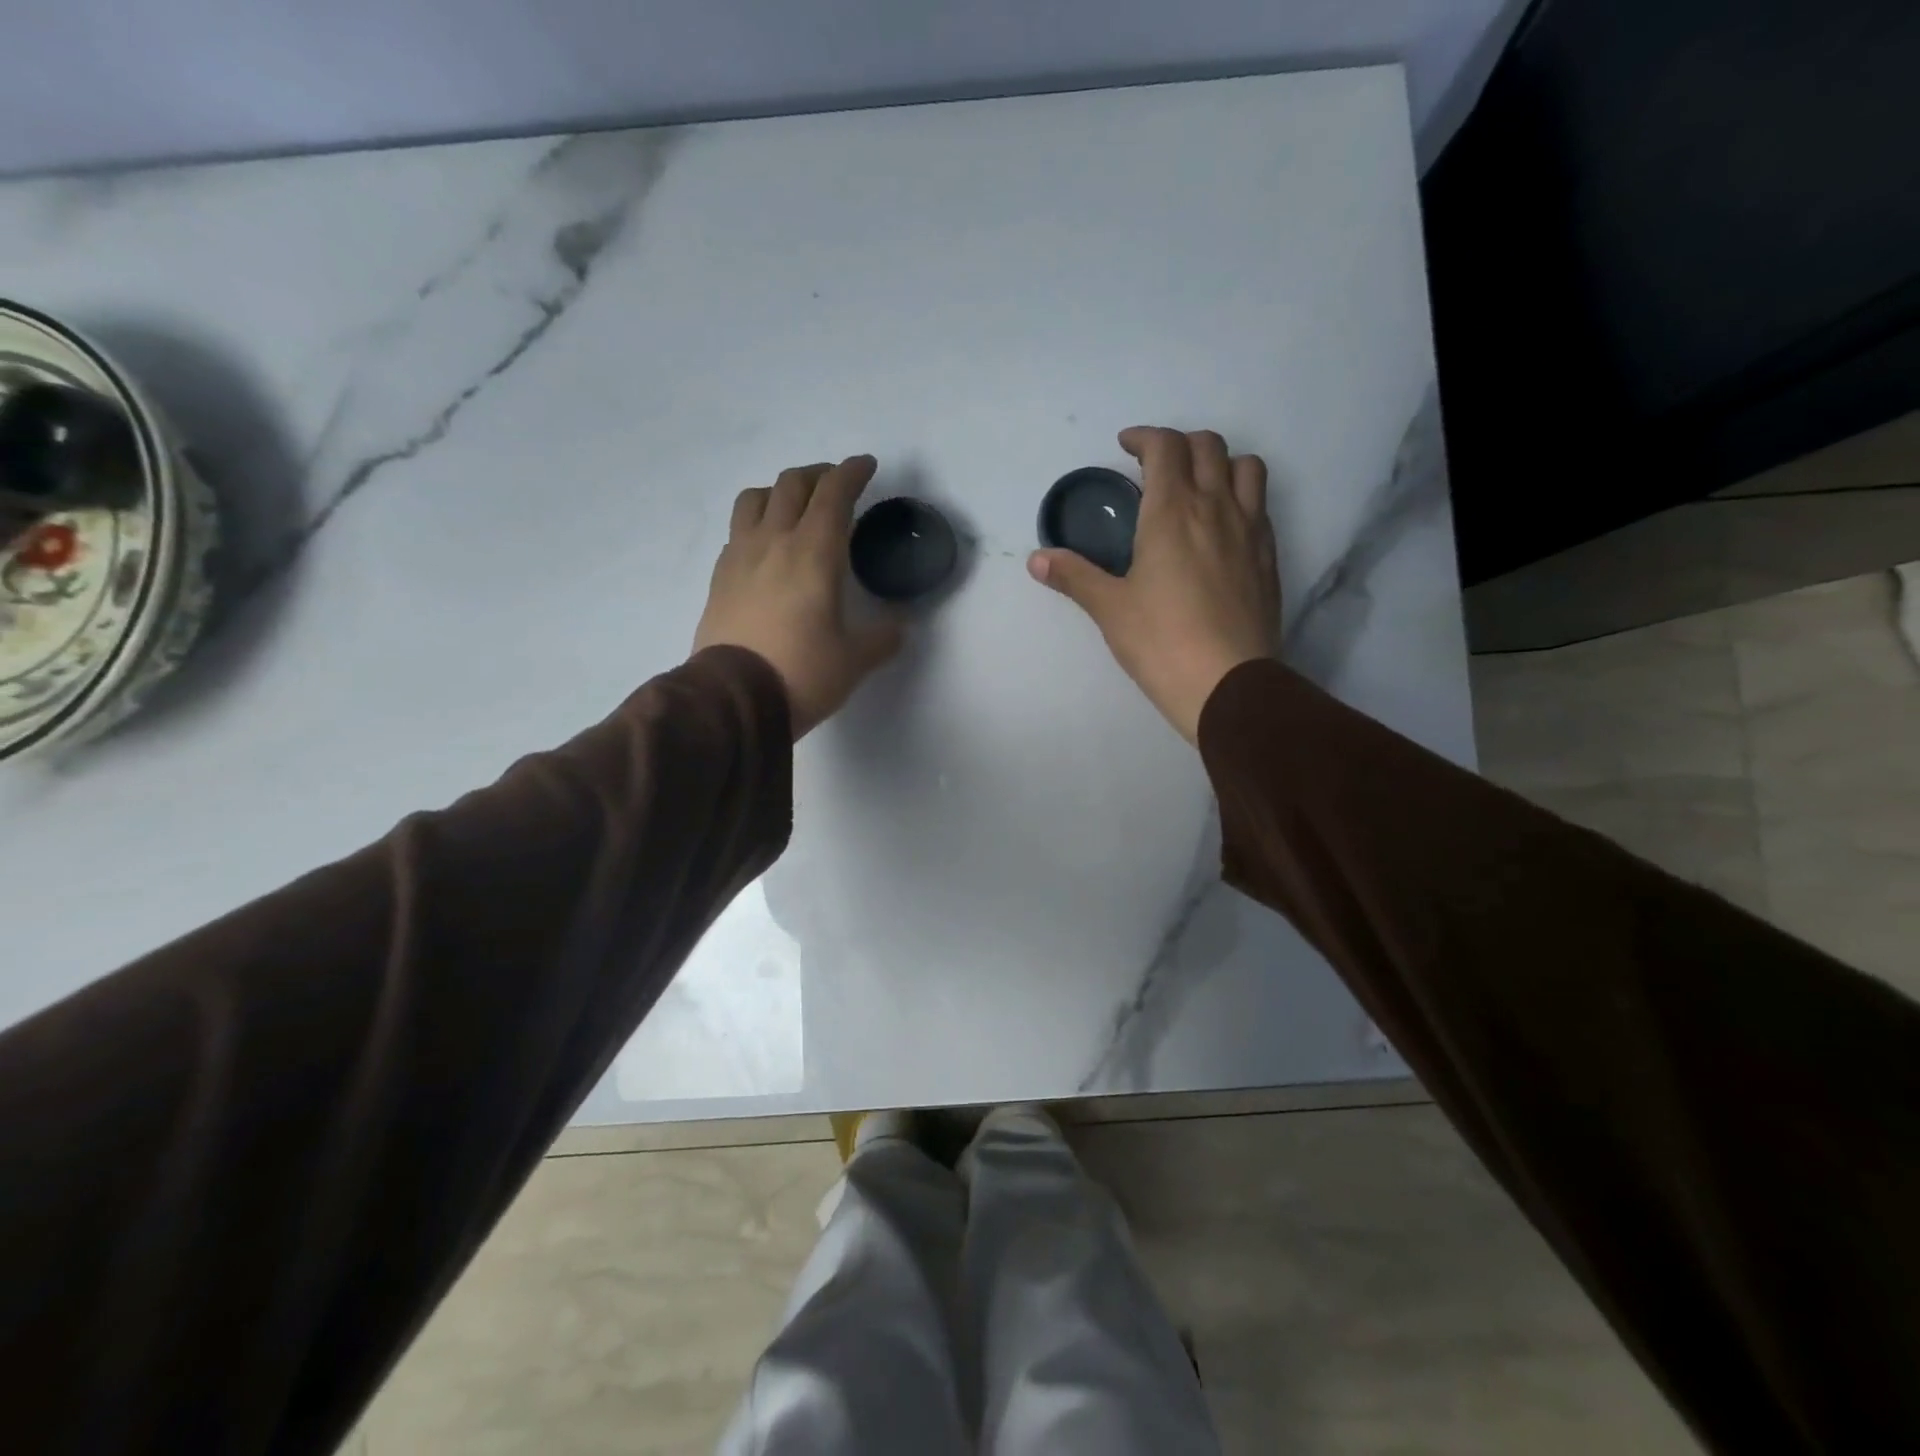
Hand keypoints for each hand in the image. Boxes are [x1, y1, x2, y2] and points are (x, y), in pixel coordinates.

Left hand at [694, 455, 902, 737]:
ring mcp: (740, 556)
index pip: (834, 494)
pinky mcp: (719, 577)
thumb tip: (899, 626)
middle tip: (836, 485)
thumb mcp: (855, 660)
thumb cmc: (802, 673)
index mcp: (814, 553)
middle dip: (819, 474)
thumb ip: (882, 637)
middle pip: (792, 484)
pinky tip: (765, 545)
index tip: (866, 466)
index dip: (852, 472)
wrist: (733, 700)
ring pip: (755, 498)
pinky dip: (756, 522)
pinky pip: (737, 531)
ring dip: (779, 491)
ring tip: (794, 506)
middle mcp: (774, 542)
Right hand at [1028, 427, 1279, 743]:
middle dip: (1180, 444)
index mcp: (1172, 512)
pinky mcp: (1269, 557)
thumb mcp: (1110, 609)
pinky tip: (1222, 528)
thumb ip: (1074, 576)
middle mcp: (1216, 507)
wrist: (1228, 684)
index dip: (1145, 438)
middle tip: (1156, 467)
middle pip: (1208, 446)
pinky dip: (1241, 497)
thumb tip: (1036, 559)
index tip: (1127, 447)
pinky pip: (1261, 505)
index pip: (1166, 447)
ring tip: (1198, 487)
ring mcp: (1251, 530)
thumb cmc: (1161, 642)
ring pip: (1247, 467)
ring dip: (1220, 463)